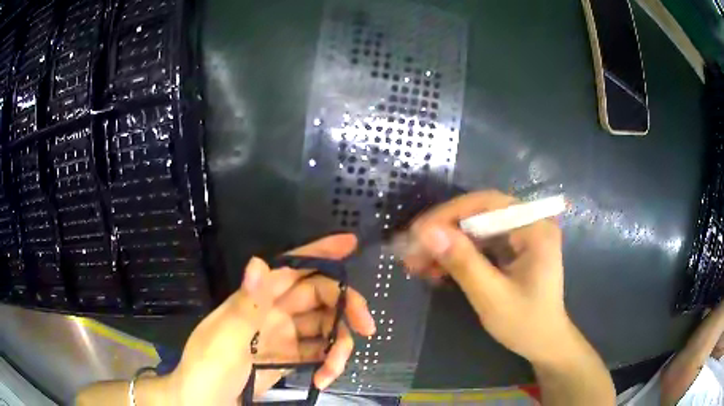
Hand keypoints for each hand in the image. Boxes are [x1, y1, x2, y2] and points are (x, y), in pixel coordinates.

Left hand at [168, 234, 375, 405]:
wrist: (204, 402)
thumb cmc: (207, 368)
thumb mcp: (224, 339)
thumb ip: (245, 306)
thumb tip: (259, 263)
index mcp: (256, 300)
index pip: (292, 268)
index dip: (321, 252)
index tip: (350, 244)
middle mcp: (273, 312)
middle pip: (319, 297)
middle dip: (346, 308)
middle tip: (367, 327)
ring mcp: (283, 336)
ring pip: (324, 327)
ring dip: (338, 346)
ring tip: (332, 372)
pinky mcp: (289, 358)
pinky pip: (319, 352)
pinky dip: (328, 363)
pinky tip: (323, 379)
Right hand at [403, 190, 573, 365]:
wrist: (544, 342)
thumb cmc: (525, 323)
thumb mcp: (492, 296)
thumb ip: (463, 263)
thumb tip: (427, 232)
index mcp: (534, 228)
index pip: (487, 204)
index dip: (449, 213)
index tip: (418, 232)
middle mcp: (529, 223)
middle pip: (479, 214)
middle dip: (443, 232)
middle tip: (411, 251)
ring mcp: (521, 236)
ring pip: (475, 229)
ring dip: (446, 245)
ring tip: (417, 263)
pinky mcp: (512, 249)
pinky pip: (479, 244)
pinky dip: (457, 255)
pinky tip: (436, 269)